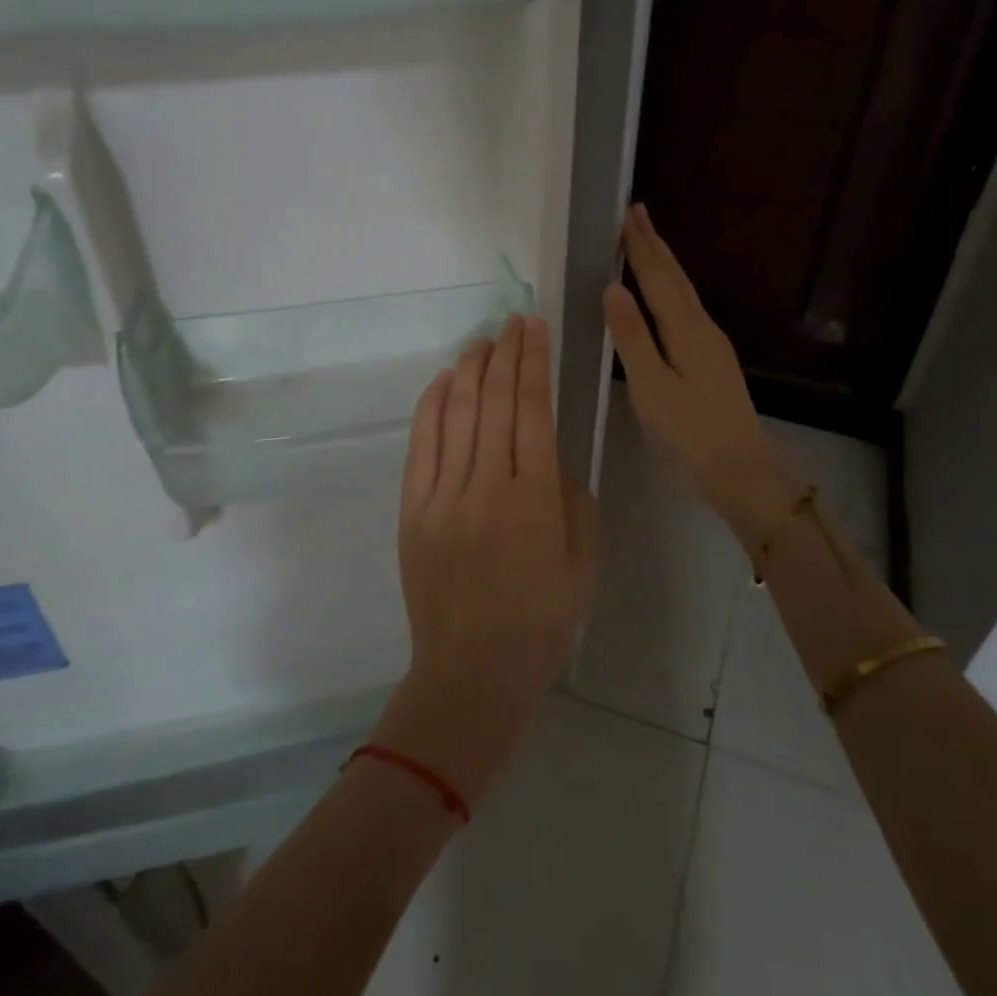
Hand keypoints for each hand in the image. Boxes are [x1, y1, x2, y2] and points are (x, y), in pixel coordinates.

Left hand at [376, 314, 597, 803]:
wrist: (472, 674)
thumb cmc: (542, 624)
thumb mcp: (583, 564)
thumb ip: (573, 499)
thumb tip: (551, 455)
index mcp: (536, 500)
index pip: (534, 410)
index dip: (534, 362)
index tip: (535, 327)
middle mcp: (487, 487)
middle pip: (495, 402)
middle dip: (506, 353)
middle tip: (513, 321)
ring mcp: (443, 497)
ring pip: (458, 414)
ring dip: (471, 370)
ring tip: (483, 339)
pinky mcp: (413, 511)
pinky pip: (422, 445)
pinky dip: (434, 405)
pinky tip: (446, 379)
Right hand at [603, 204, 800, 550]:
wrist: (741, 470)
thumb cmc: (690, 432)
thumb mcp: (651, 386)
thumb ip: (632, 337)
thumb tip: (613, 288)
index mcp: (686, 330)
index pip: (658, 278)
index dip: (640, 247)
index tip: (627, 214)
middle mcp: (703, 328)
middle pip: (676, 278)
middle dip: (655, 245)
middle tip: (638, 212)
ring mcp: (712, 345)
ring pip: (684, 293)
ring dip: (665, 265)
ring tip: (648, 243)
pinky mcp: (713, 361)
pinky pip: (687, 310)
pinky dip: (671, 291)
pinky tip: (667, 298)